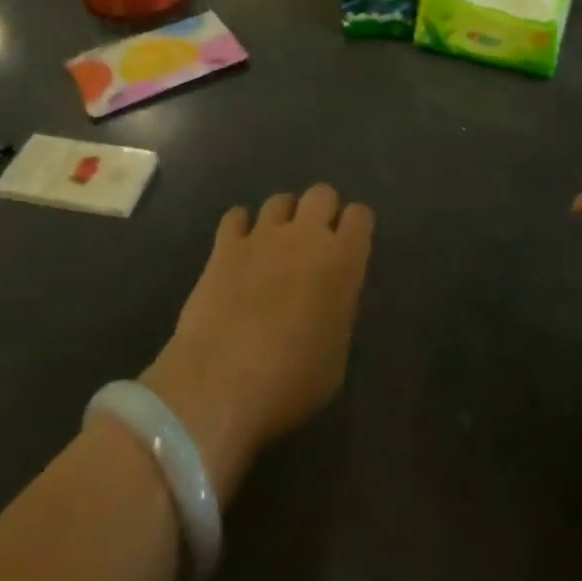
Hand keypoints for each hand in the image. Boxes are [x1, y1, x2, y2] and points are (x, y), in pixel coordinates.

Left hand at [140, 186, 373, 502]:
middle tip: (313, 243)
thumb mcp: (336, 356)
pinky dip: (240, 228)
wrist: (220, 387)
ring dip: (282, 219)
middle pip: (321, 193)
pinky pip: (236, 216)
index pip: (361, 215)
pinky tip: (238, 250)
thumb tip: (327, 299)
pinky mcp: (224, 246)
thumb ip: (337, 311)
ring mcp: (263, 236)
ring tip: (274, 247)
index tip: (349, 248)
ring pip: (280, 200)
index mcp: (342, 260)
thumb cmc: (291, 383)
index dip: (355, 229)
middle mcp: (306, 236)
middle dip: (320, 212)